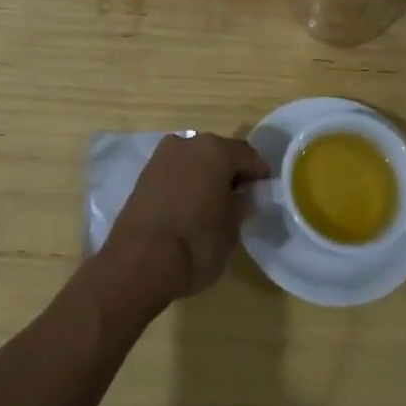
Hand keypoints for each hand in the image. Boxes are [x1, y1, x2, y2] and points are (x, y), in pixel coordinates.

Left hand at [97, 132, 270, 311]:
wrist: (139, 262)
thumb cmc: (196, 243)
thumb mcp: (232, 227)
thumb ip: (241, 204)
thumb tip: (240, 195)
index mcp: (215, 150)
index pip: (247, 155)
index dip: (259, 172)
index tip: (265, 188)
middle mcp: (187, 143)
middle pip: (218, 152)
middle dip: (230, 171)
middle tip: (241, 195)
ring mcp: (161, 157)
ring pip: (194, 160)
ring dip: (206, 175)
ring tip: (214, 202)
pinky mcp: (144, 175)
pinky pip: (175, 172)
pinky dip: (186, 183)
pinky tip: (190, 205)